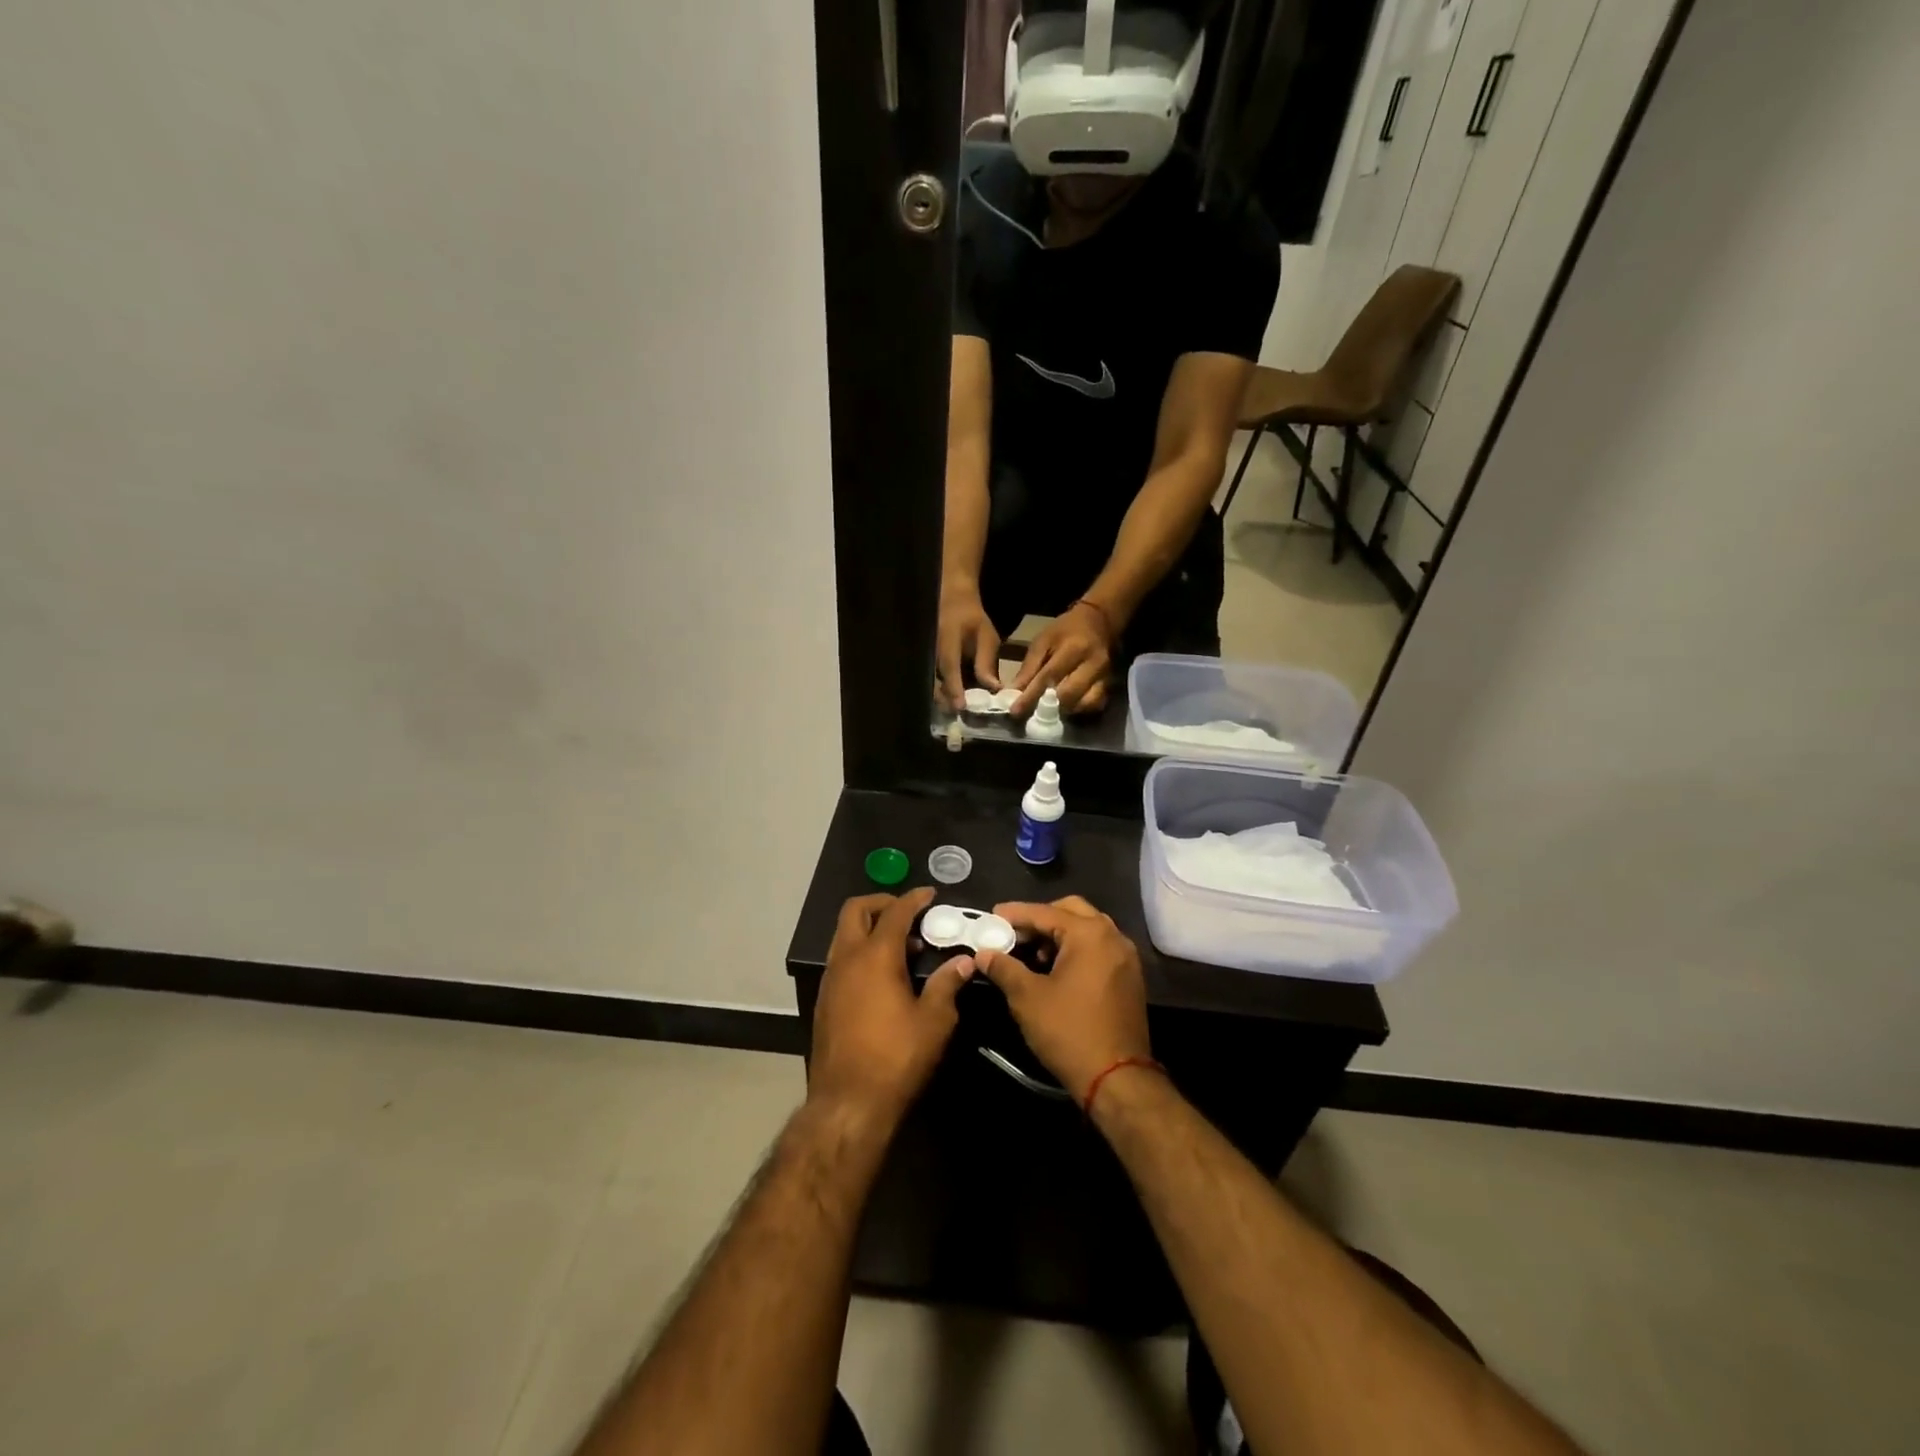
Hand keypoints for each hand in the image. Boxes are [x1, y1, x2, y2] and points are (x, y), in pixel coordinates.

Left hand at [810, 888, 973, 1122]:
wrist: (848, 1103)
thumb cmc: (897, 1058)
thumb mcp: (935, 1021)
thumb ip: (948, 984)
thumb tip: (964, 961)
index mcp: (875, 956)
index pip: (895, 911)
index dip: (914, 899)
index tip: (930, 894)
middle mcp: (846, 959)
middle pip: (856, 910)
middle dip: (882, 903)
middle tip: (909, 914)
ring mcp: (831, 979)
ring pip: (844, 934)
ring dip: (870, 928)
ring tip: (902, 946)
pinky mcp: (824, 1000)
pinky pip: (841, 958)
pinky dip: (860, 951)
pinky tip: (883, 976)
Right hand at [935, 589, 1003, 709]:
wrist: (952, 605)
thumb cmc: (973, 620)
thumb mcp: (986, 637)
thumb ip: (987, 662)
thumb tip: (993, 688)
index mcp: (947, 640)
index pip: (949, 667)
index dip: (954, 688)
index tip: (960, 707)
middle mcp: (932, 652)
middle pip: (935, 683)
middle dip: (948, 702)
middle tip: (964, 717)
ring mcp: (927, 661)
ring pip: (933, 687)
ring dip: (946, 701)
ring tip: (963, 714)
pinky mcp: (929, 667)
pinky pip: (935, 684)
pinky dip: (945, 695)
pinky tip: (958, 703)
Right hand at [974, 896, 1150, 1104]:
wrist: (1117, 1078)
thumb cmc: (1069, 1031)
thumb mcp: (1027, 998)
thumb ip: (1004, 968)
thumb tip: (984, 953)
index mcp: (1089, 934)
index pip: (1045, 912)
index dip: (1015, 914)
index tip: (991, 916)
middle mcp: (1113, 936)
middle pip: (1071, 911)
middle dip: (1040, 918)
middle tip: (1014, 932)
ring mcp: (1125, 957)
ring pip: (1087, 929)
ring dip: (1059, 934)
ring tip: (1032, 954)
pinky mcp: (1129, 977)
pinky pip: (1099, 948)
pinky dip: (1076, 949)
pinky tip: (1055, 969)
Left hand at [1011, 603, 1112, 716]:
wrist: (1099, 622)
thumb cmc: (1065, 631)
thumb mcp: (1043, 641)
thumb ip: (1029, 668)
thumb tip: (1013, 692)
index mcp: (1074, 648)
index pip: (1049, 677)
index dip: (1030, 696)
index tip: (1015, 711)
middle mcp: (1093, 664)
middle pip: (1068, 694)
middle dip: (1046, 707)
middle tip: (1031, 711)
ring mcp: (1104, 676)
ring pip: (1082, 704)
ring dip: (1063, 710)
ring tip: (1049, 708)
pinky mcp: (1109, 685)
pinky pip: (1094, 705)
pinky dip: (1078, 709)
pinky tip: (1067, 706)